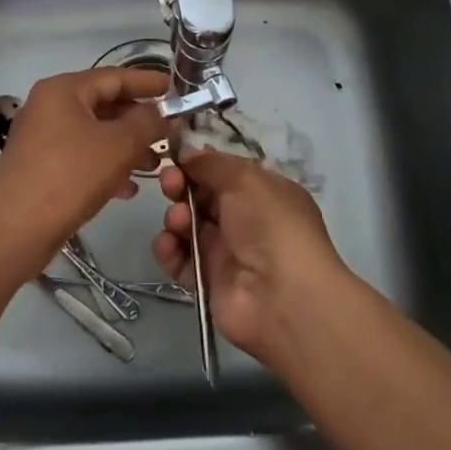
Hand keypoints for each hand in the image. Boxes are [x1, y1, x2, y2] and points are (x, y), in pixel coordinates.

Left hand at [0, 67, 169, 268]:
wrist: (13, 231)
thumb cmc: (69, 176)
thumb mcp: (118, 145)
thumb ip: (147, 123)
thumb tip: (161, 112)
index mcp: (64, 90)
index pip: (115, 76)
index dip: (148, 83)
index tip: (176, 90)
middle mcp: (49, 107)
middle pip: (104, 105)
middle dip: (139, 121)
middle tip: (170, 133)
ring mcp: (42, 138)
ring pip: (95, 134)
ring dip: (126, 147)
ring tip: (155, 166)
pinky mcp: (40, 168)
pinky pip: (82, 157)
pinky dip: (106, 166)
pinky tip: (129, 189)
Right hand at [152, 145, 349, 365]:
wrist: (281, 297)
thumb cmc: (270, 225)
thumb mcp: (245, 179)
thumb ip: (212, 163)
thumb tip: (187, 152)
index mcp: (263, 192)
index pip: (224, 172)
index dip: (199, 163)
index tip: (176, 157)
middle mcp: (245, 220)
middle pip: (202, 196)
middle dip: (181, 186)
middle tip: (170, 184)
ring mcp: (226, 251)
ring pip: (188, 226)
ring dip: (176, 218)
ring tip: (179, 222)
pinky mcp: (208, 280)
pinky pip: (180, 260)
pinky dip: (169, 250)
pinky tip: (169, 245)